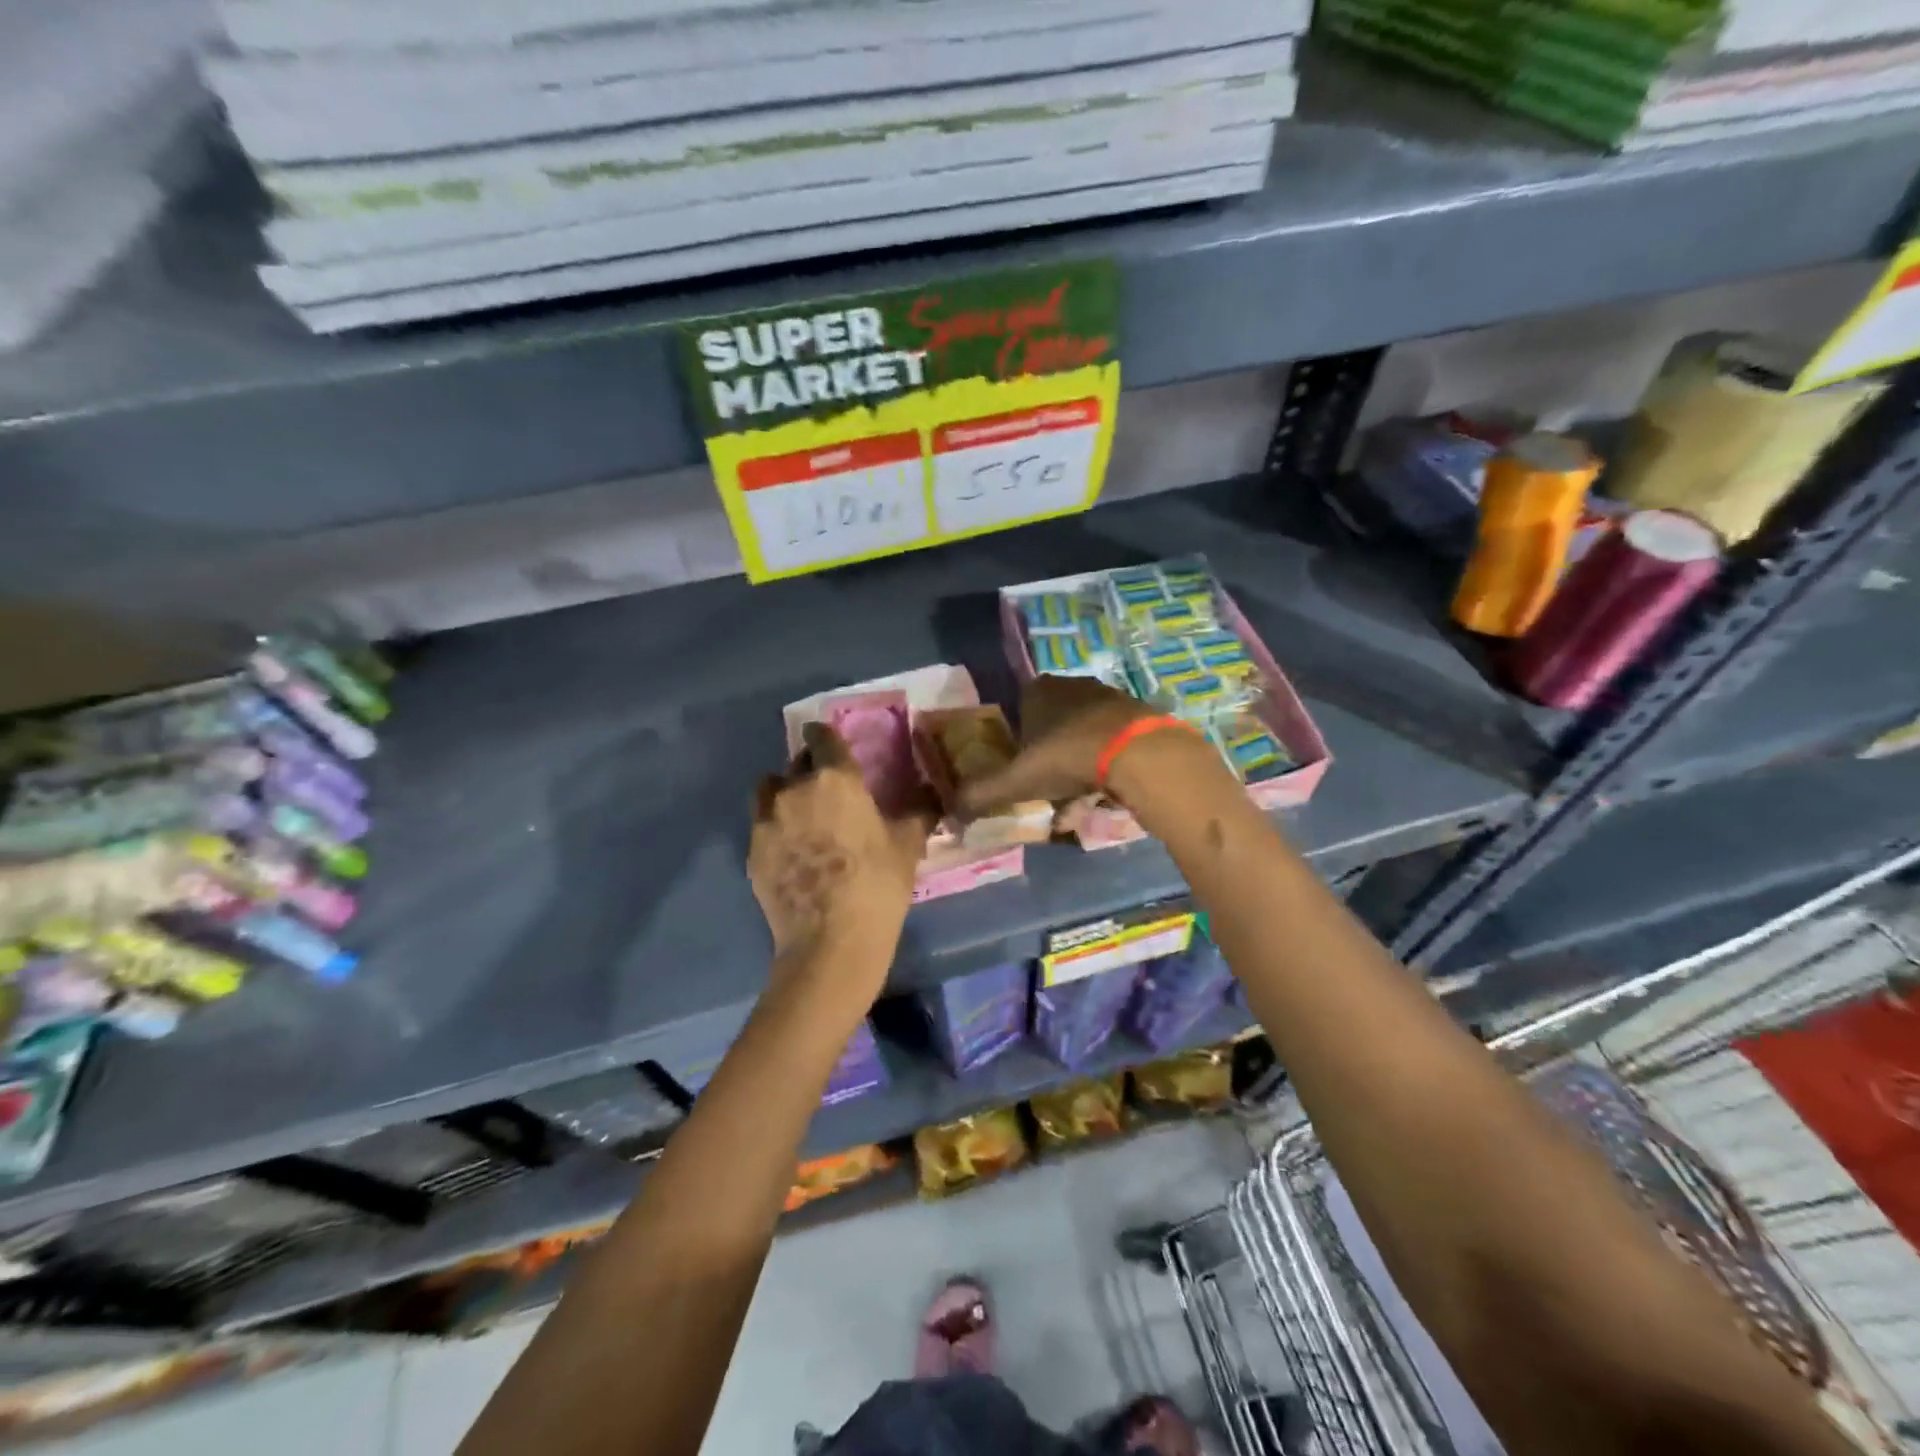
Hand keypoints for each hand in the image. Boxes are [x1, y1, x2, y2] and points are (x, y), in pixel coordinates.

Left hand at [749, 723, 933, 1005]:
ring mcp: (766, 822)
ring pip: (769, 791)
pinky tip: (792, 853)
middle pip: (795, 763)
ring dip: (783, 794)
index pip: (822, 737)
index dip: (825, 736)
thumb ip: (918, 811)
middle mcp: (794, 790)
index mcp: (835, 779)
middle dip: (809, 768)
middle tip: (826, 787)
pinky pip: (761, 827)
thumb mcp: (907, 845)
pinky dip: (775, 830)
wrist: (830, 943)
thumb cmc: (877, 886)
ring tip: (801, 816)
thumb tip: (934, 791)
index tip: (829, 742)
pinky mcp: (752, 853)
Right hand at [957, 675, 1155, 810]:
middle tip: (1047, 789)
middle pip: (1052, 723)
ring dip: (1077, 764)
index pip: (1019, 710)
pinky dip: (1105, 765)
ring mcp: (1109, 697)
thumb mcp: (1016, 780)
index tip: (1021, 772)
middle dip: (1048, 757)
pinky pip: (1112, 742)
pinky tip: (1104, 793)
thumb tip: (949, 814)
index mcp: (1039, 690)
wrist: (1138, 753)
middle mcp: (1073, 685)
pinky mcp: (1137, 714)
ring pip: (1083, 734)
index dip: (1018, 742)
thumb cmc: (1068, 757)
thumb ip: (981, 794)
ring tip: (1077, 800)